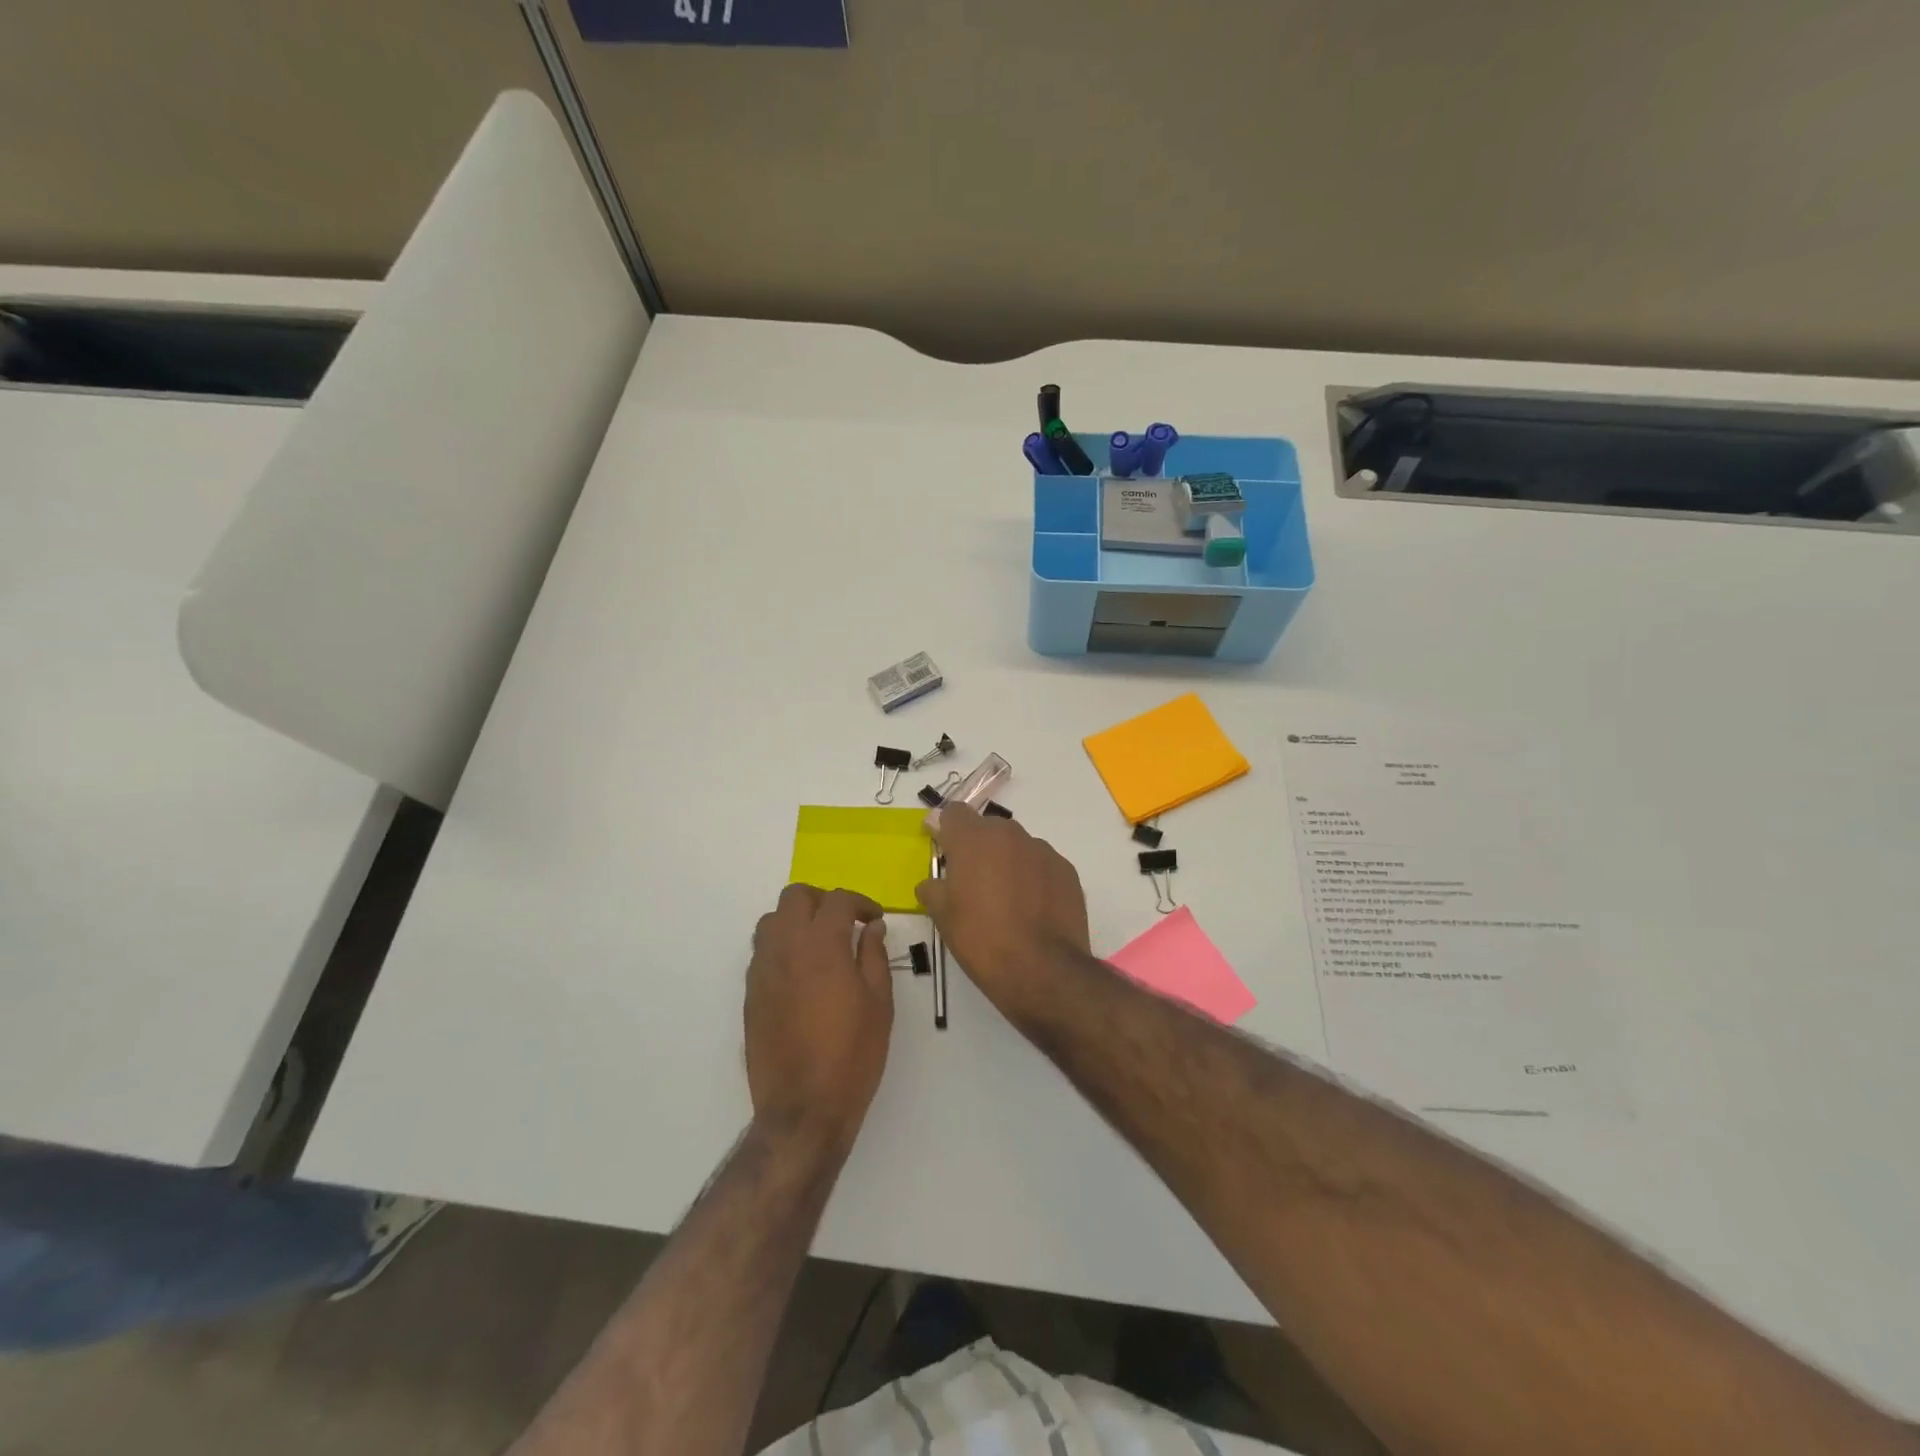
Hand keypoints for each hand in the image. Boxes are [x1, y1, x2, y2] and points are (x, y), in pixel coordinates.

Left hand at [745, 885, 893, 1154]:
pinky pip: (762, 950)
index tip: (874, 919)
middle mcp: (786, 947)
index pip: (838, 900)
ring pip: (772, 919)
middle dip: (823, 901)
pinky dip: (782, 946)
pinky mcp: (751, 992)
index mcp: (822, 945)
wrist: (803, 1108)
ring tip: (820, 944)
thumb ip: (874, 955)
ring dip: (797, 920)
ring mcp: (762, 969)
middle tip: (845, 923)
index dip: (860, 903)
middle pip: (796, 896)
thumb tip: (871, 927)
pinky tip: (802, 973)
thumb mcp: (879, 1003)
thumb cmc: (852, 1055)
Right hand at [916, 804, 1089, 1016]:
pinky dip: (1034, 878)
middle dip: (978, 848)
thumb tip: (932, 884)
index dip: (946, 829)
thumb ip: (933, 889)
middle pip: (988, 829)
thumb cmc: (981, 939)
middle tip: (973, 882)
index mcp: (973, 839)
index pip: (954, 813)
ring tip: (1007, 900)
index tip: (944, 850)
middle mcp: (1009, 834)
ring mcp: (1042, 850)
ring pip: (1017, 847)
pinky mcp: (1066, 870)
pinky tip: (1032, 909)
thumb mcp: (942, 916)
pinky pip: (1042, 865)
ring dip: (1008, 863)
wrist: (1042, 969)